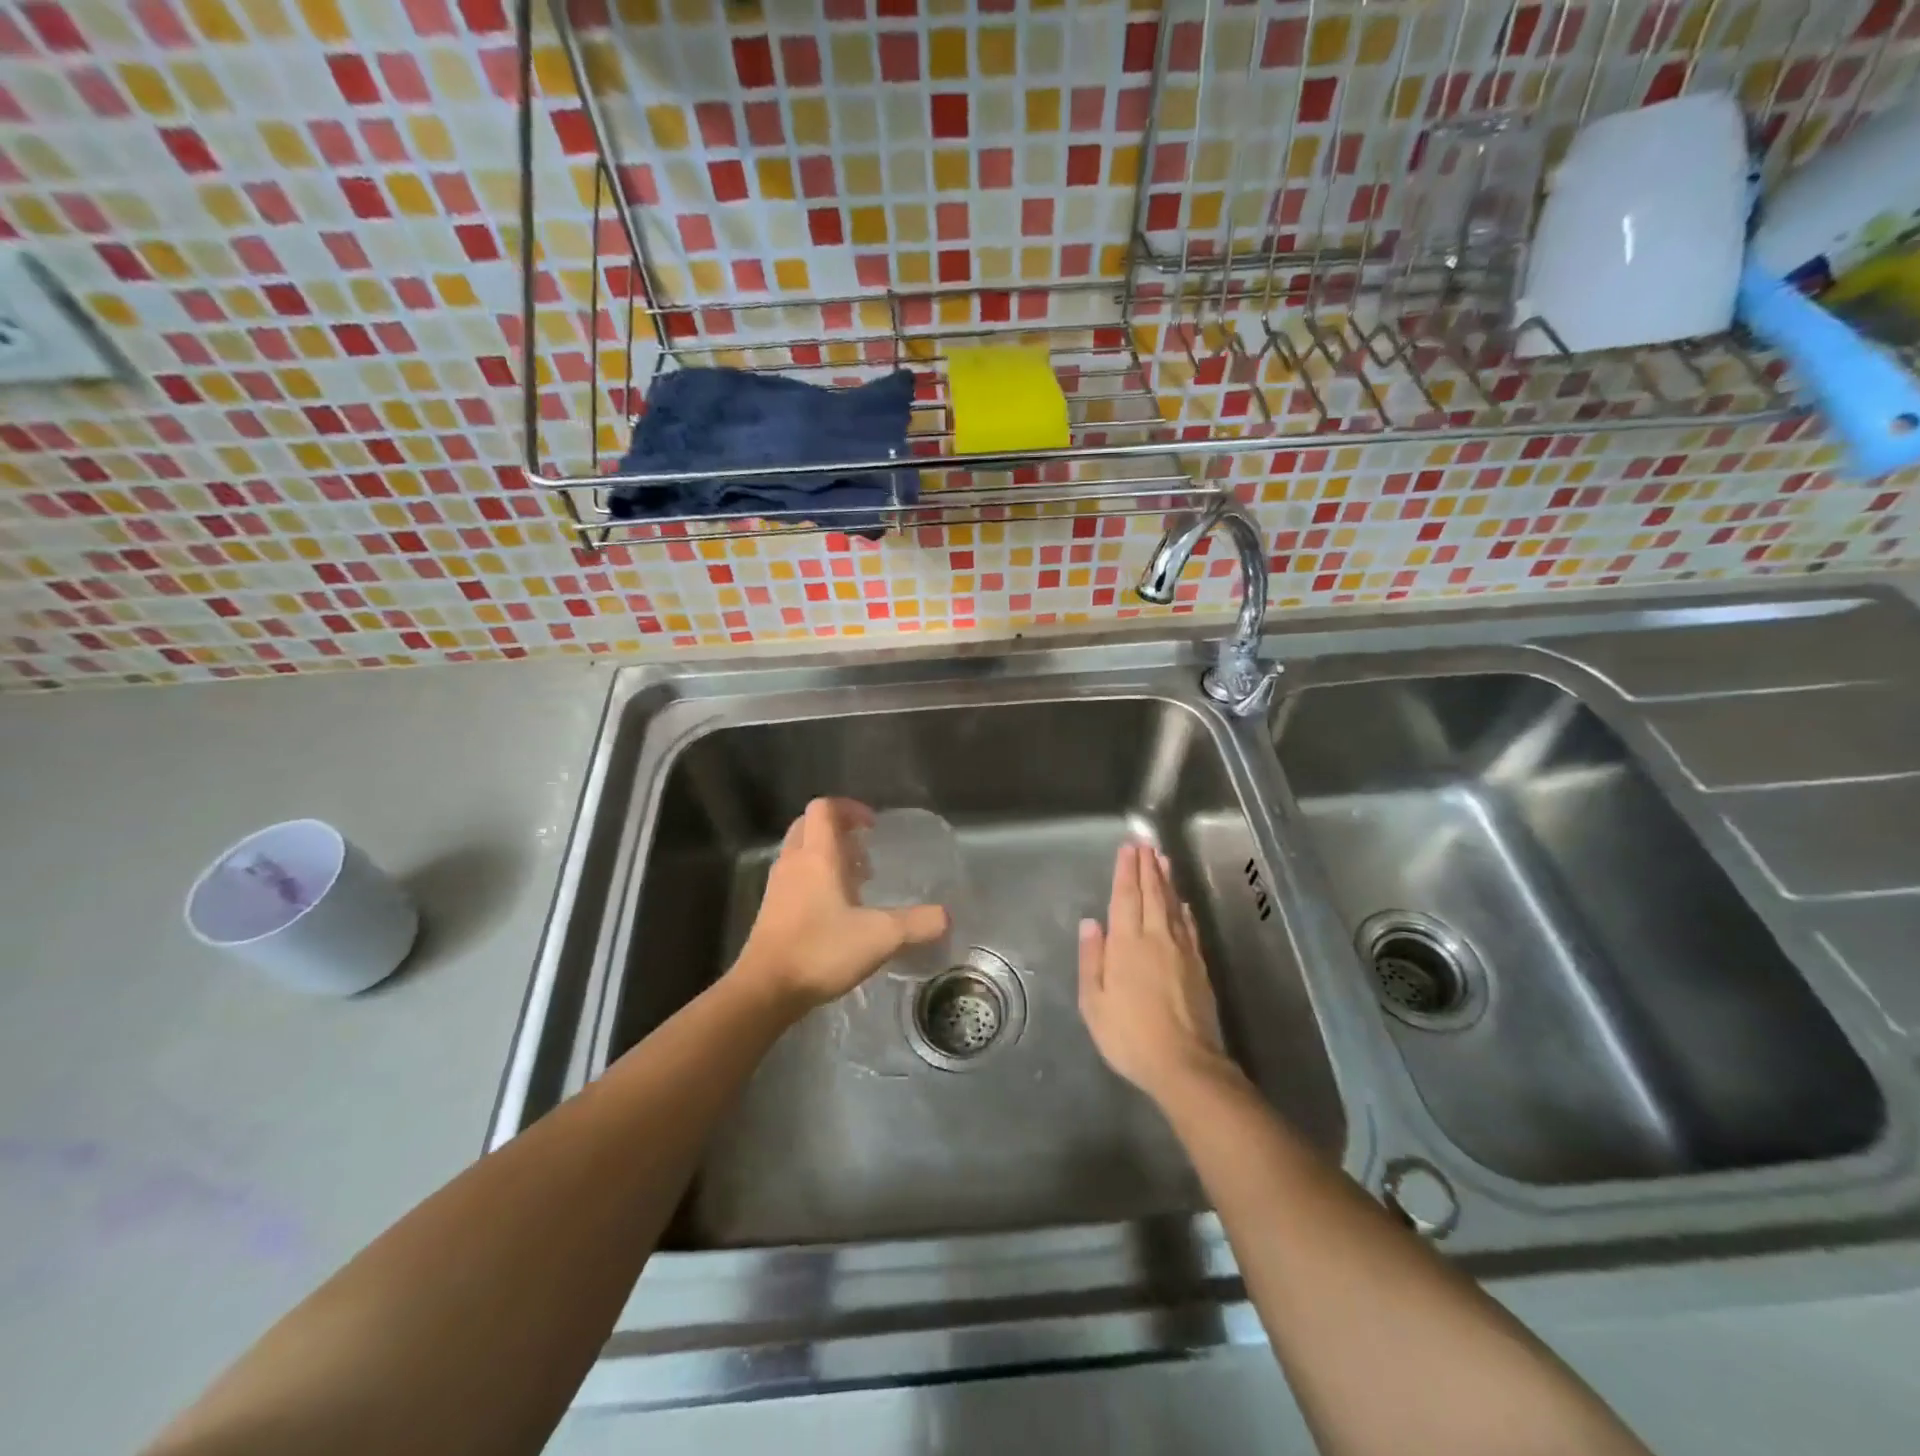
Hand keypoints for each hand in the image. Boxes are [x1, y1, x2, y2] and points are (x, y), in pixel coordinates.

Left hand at [731, 798, 948, 1014]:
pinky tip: (837, 911)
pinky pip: (795, 877)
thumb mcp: (880, 937)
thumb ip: (917, 924)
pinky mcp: (771, 910)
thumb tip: (945, 917)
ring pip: (801, 852)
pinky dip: (815, 880)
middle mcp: (794, 862)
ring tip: (857, 883)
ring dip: (828, 856)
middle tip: (865, 851)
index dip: (850, 809)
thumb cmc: (821, 950)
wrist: (765, 989)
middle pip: (810, 825)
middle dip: (838, 830)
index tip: (873, 827)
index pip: (825, 808)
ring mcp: (778, 886)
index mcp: (817, 855)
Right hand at [1078, 842, 1232, 1103]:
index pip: (1126, 898)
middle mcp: (1156, 938)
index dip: (1126, 871)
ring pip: (1172, 906)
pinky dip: (1184, 910)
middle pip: (1152, 894)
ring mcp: (1182, 951)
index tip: (1128, 848)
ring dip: (1166, 881)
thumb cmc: (1129, 1035)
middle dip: (1147, 867)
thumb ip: (1092, 959)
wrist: (1184, 1064)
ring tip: (1162, 859)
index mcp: (1127, 944)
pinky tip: (1182, 903)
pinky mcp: (1199, 966)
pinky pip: (1189, 928)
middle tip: (1145, 843)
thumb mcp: (1095, 1002)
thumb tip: (1090, 923)